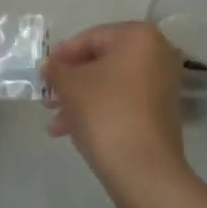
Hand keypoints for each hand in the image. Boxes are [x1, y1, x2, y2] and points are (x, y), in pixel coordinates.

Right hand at [43, 21, 189, 206]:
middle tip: (47, 99)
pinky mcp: (162, 111)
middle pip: (103, 61)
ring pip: (111, 84)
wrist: (144, 171)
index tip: (43, 73)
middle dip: (71, 81)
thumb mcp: (71, 86)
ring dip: (81, 100)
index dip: (63, 55)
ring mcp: (163, 83)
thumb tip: (51, 65)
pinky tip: (74, 131)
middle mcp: (157, 53)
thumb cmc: (106, 114)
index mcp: (139, 36)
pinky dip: (100, 110)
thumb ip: (57, 69)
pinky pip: (124, 101)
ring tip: (55, 124)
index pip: (92, 37)